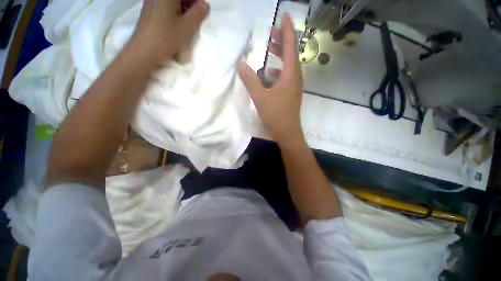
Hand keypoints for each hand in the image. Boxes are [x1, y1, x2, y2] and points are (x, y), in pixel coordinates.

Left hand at [133, 0, 209, 61]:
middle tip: (197, 19)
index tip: (203, 12)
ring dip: (183, 10)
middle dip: (190, 5)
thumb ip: (198, 13)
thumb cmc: (167, 37)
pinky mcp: (149, 11)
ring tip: (188, 24)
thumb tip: (205, 5)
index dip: (197, 1)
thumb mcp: (188, 27)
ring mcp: (151, 2)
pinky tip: (178, 26)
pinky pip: (165, 7)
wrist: (145, 51)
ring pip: (172, 2)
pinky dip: (175, 13)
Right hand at [237, 13, 303, 145]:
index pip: (290, 46)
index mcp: (290, 75)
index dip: (287, 29)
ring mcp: (294, 87)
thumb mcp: (260, 97)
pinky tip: (268, 75)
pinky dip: (277, 72)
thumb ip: (250, 80)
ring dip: (279, 57)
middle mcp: (295, 78)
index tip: (283, 15)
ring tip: (268, 50)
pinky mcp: (290, 94)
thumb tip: (240, 64)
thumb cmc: (276, 115)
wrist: (287, 132)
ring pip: (288, 66)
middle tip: (271, 32)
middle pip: (290, 54)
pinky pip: (285, 77)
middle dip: (281, 41)